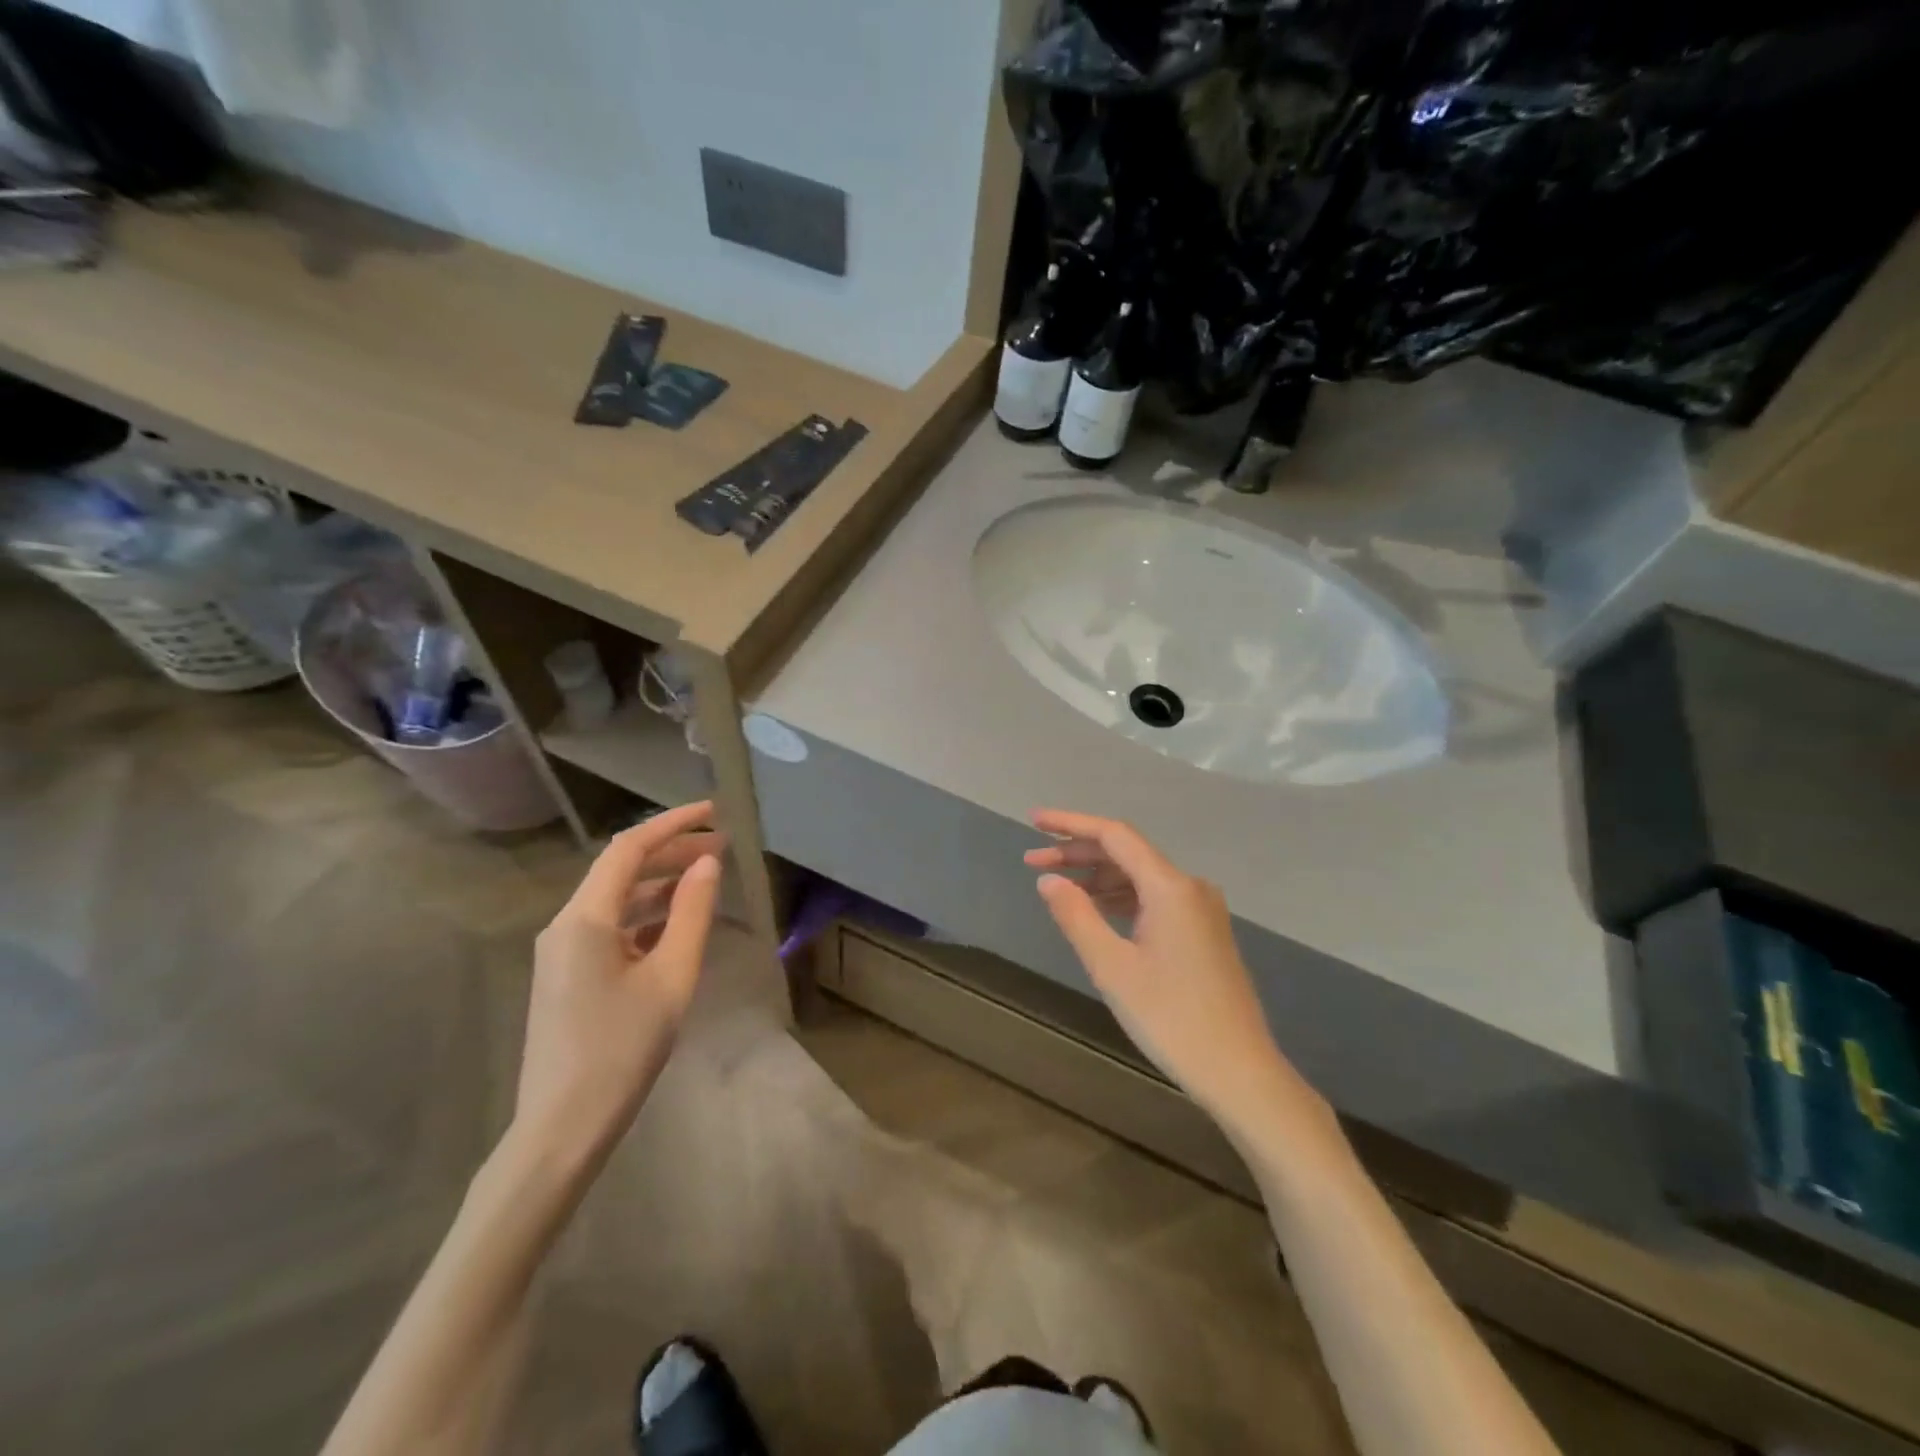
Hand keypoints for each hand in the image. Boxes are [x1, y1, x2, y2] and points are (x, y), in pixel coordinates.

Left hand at [515, 801, 724, 1168]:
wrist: (562, 1128)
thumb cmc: (621, 1049)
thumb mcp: (670, 977)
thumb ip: (691, 913)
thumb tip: (708, 863)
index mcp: (584, 918)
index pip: (629, 849)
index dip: (672, 824)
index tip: (714, 812)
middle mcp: (566, 925)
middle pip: (621, 870)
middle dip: (671, 852)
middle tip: (722, 846)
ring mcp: (562, 951)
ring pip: (616, 899)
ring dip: (661, 884)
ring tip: (708, 879)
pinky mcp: (568, 975)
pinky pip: (610, 927)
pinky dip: (646, 915)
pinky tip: (678, 924)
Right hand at [1026, 809, 1321, 1132]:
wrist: (1240, 1072)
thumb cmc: (1171, 1018)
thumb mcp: (1112, 967)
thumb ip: (1076, 916)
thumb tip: (1049, 879)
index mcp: (1170, 886)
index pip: (1114, 835)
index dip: (1070, 824)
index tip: (1033, 821)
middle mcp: (1190, 887)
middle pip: (1127, 853)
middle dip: (1078, 853)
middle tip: (1032, 861)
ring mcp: (1201, 909)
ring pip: (1141, 876)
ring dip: (1098, 876)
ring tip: (1057, 885)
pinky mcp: (1204, 932)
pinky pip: (1155, 898)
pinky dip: (1121, 896)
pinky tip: (1097, 909)